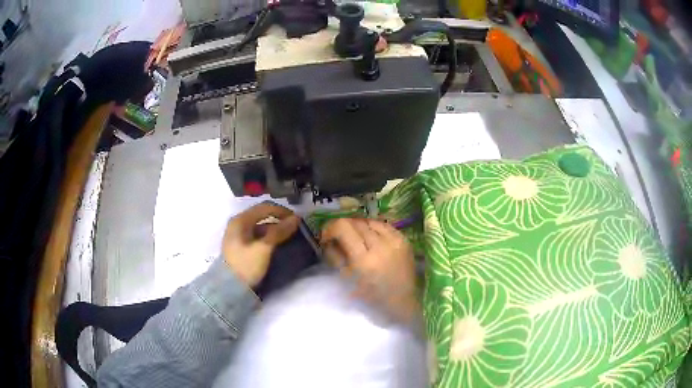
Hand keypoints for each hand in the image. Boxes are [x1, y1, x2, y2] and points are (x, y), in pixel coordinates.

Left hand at [222, 202, 299, 286]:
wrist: (229, 289)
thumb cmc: (246, 265)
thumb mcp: (263, 248)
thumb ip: (279, 232)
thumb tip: (296, 218)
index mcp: (240, 220)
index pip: (264, 207)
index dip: (282, 211)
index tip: (297, 219)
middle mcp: (238, 224)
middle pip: (262, 216)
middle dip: (279, 220)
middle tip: (295, 228)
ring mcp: (238, 236)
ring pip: (260, 227)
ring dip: (275, 230)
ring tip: (289, 237)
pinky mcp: (240, 247)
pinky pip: (257, 237)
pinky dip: (268, 238)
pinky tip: (277, 245)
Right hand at [321, 218, 418, 322]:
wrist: (402, 302)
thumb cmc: (371, 297)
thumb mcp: (346, 279)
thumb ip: (335, 256)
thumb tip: (328, 240)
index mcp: (363, 260)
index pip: (343, 228)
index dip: (331, 228)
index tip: (327, 237)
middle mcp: (380, 246)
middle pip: (356, 222)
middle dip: (343, 227)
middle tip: (339, 237)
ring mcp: (395, 241)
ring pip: (370, 221)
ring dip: (359, 226)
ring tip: (355, 237)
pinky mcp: (404, 240)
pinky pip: (384, 225)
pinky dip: (374, 228)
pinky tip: (371, 237)